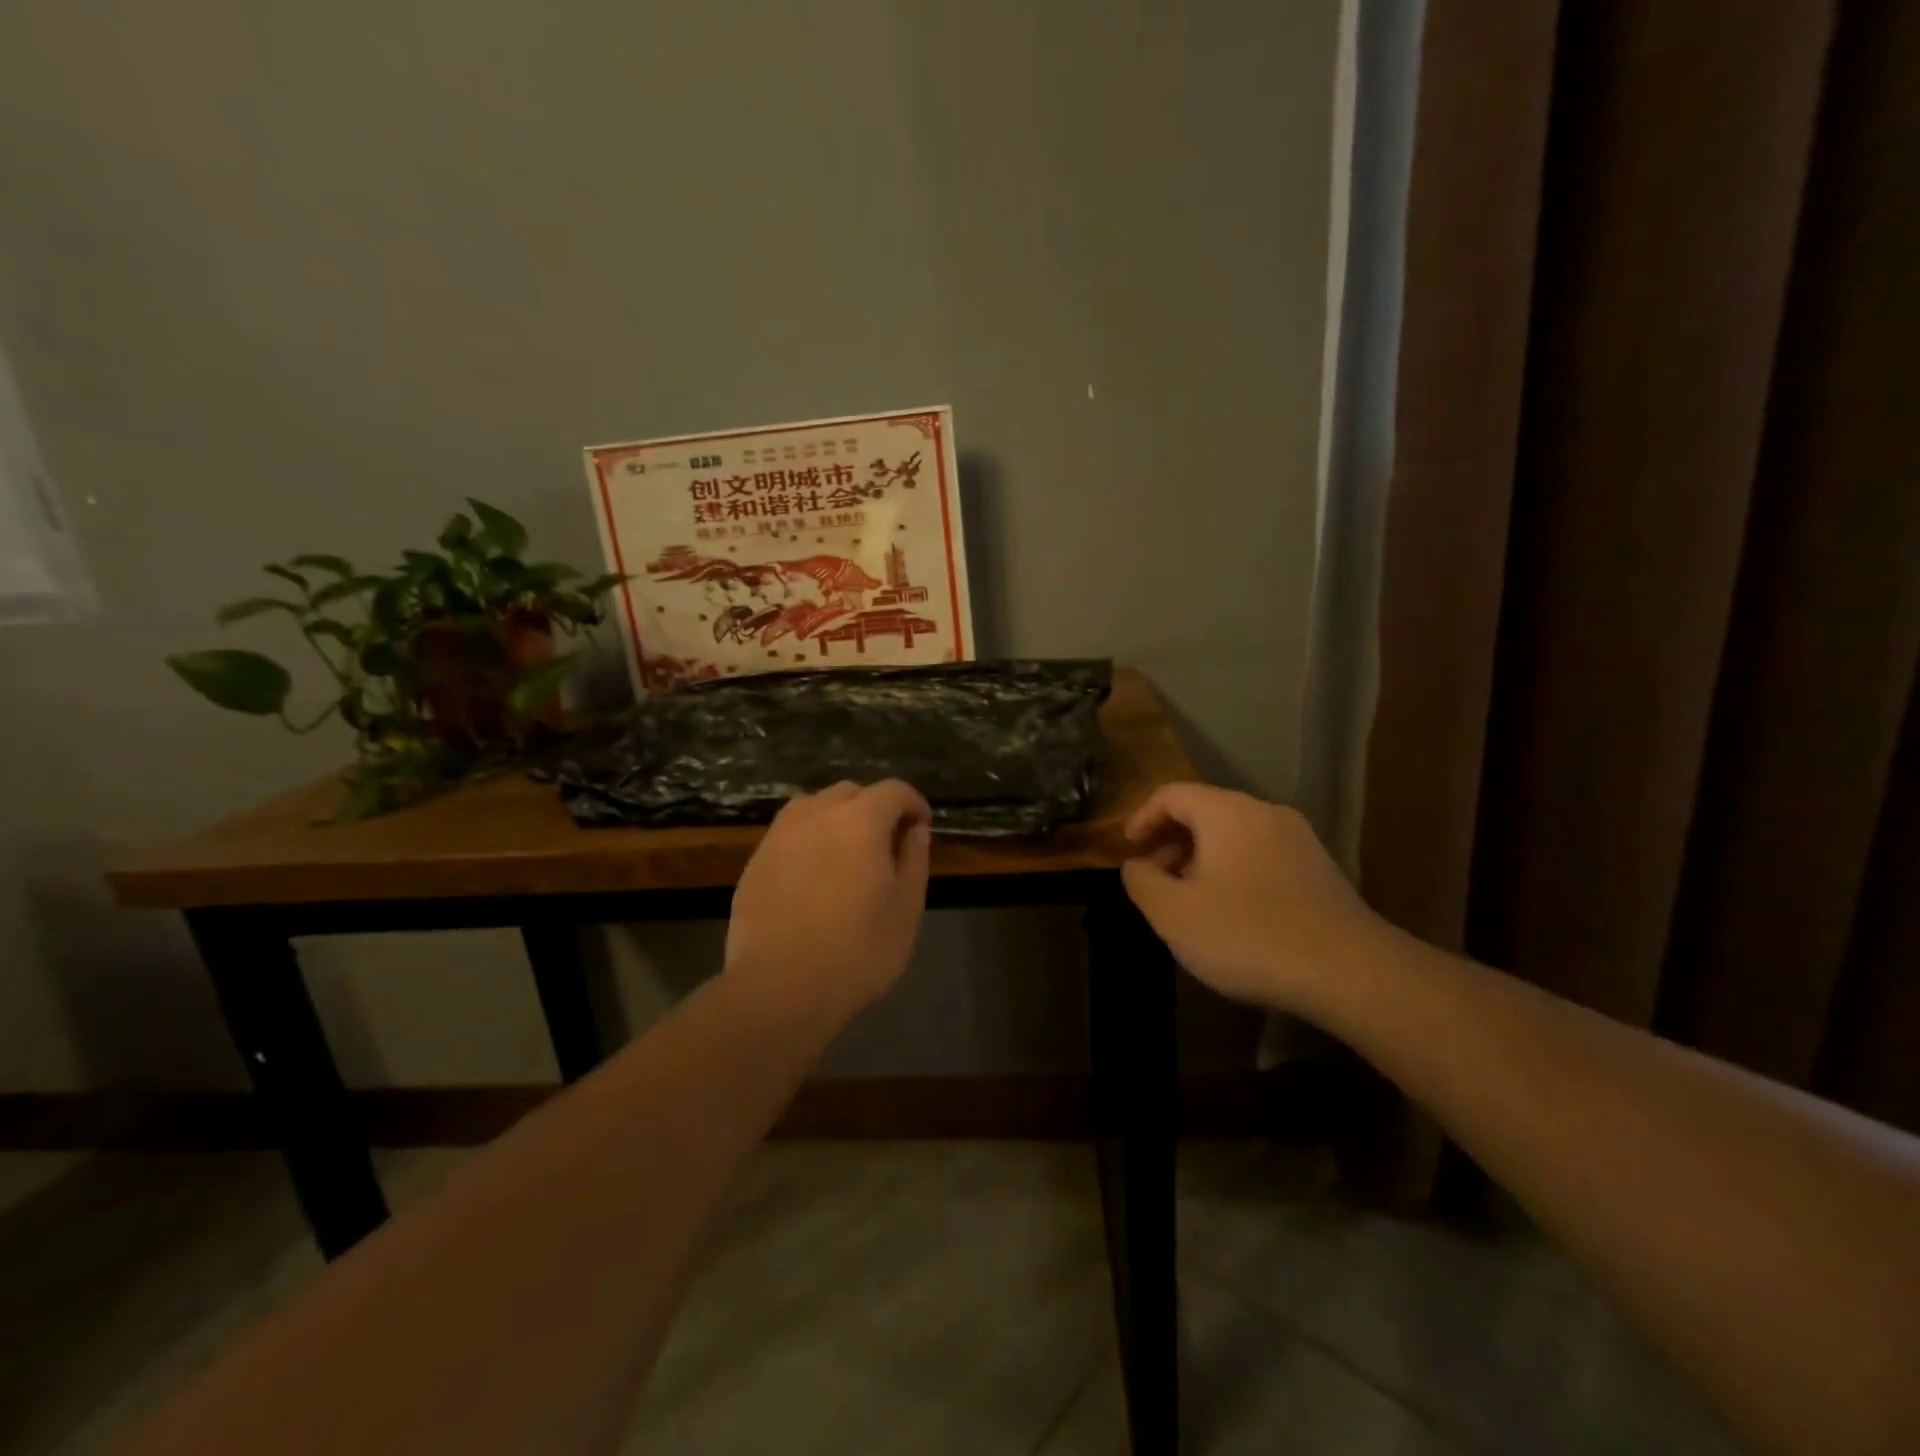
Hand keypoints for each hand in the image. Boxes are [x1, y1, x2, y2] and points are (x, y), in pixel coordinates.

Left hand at [726, 779, 932, 1023]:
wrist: (779, 989)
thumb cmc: (857, 951)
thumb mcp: (905, 910)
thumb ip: (914, 861)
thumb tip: (916, 831)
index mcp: (860, 820)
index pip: (894, 790)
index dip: (913, 804)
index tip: (921, 829)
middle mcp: (816, 814)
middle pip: (852, 792)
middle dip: (875, 809)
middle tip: (887, 846)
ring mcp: (779, 835)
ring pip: (814, 807)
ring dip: (837, 819)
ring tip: (847, 857)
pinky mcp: (755, 861)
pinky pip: (789, 834)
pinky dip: (809, 841)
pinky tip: (813, 879)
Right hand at [1121, 784, 1383, 1011]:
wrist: (1351, 972)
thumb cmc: (1248, 935)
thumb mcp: (1173, 914)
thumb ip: (1141, 882)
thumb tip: (1134, 865)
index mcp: (1226, 812)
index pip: (1171, 794)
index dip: (1141, 818)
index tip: (1127, 851)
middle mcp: (1264, 813)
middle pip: (1204, 811)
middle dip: (1171, 841)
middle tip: (1154, 879)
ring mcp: (1298, 840)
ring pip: (1235, 835)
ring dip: (1202, 858)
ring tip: (1189, 899)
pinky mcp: (1320, 869)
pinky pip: (1261, 855)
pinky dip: (1234, 870)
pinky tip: (1232, 913)